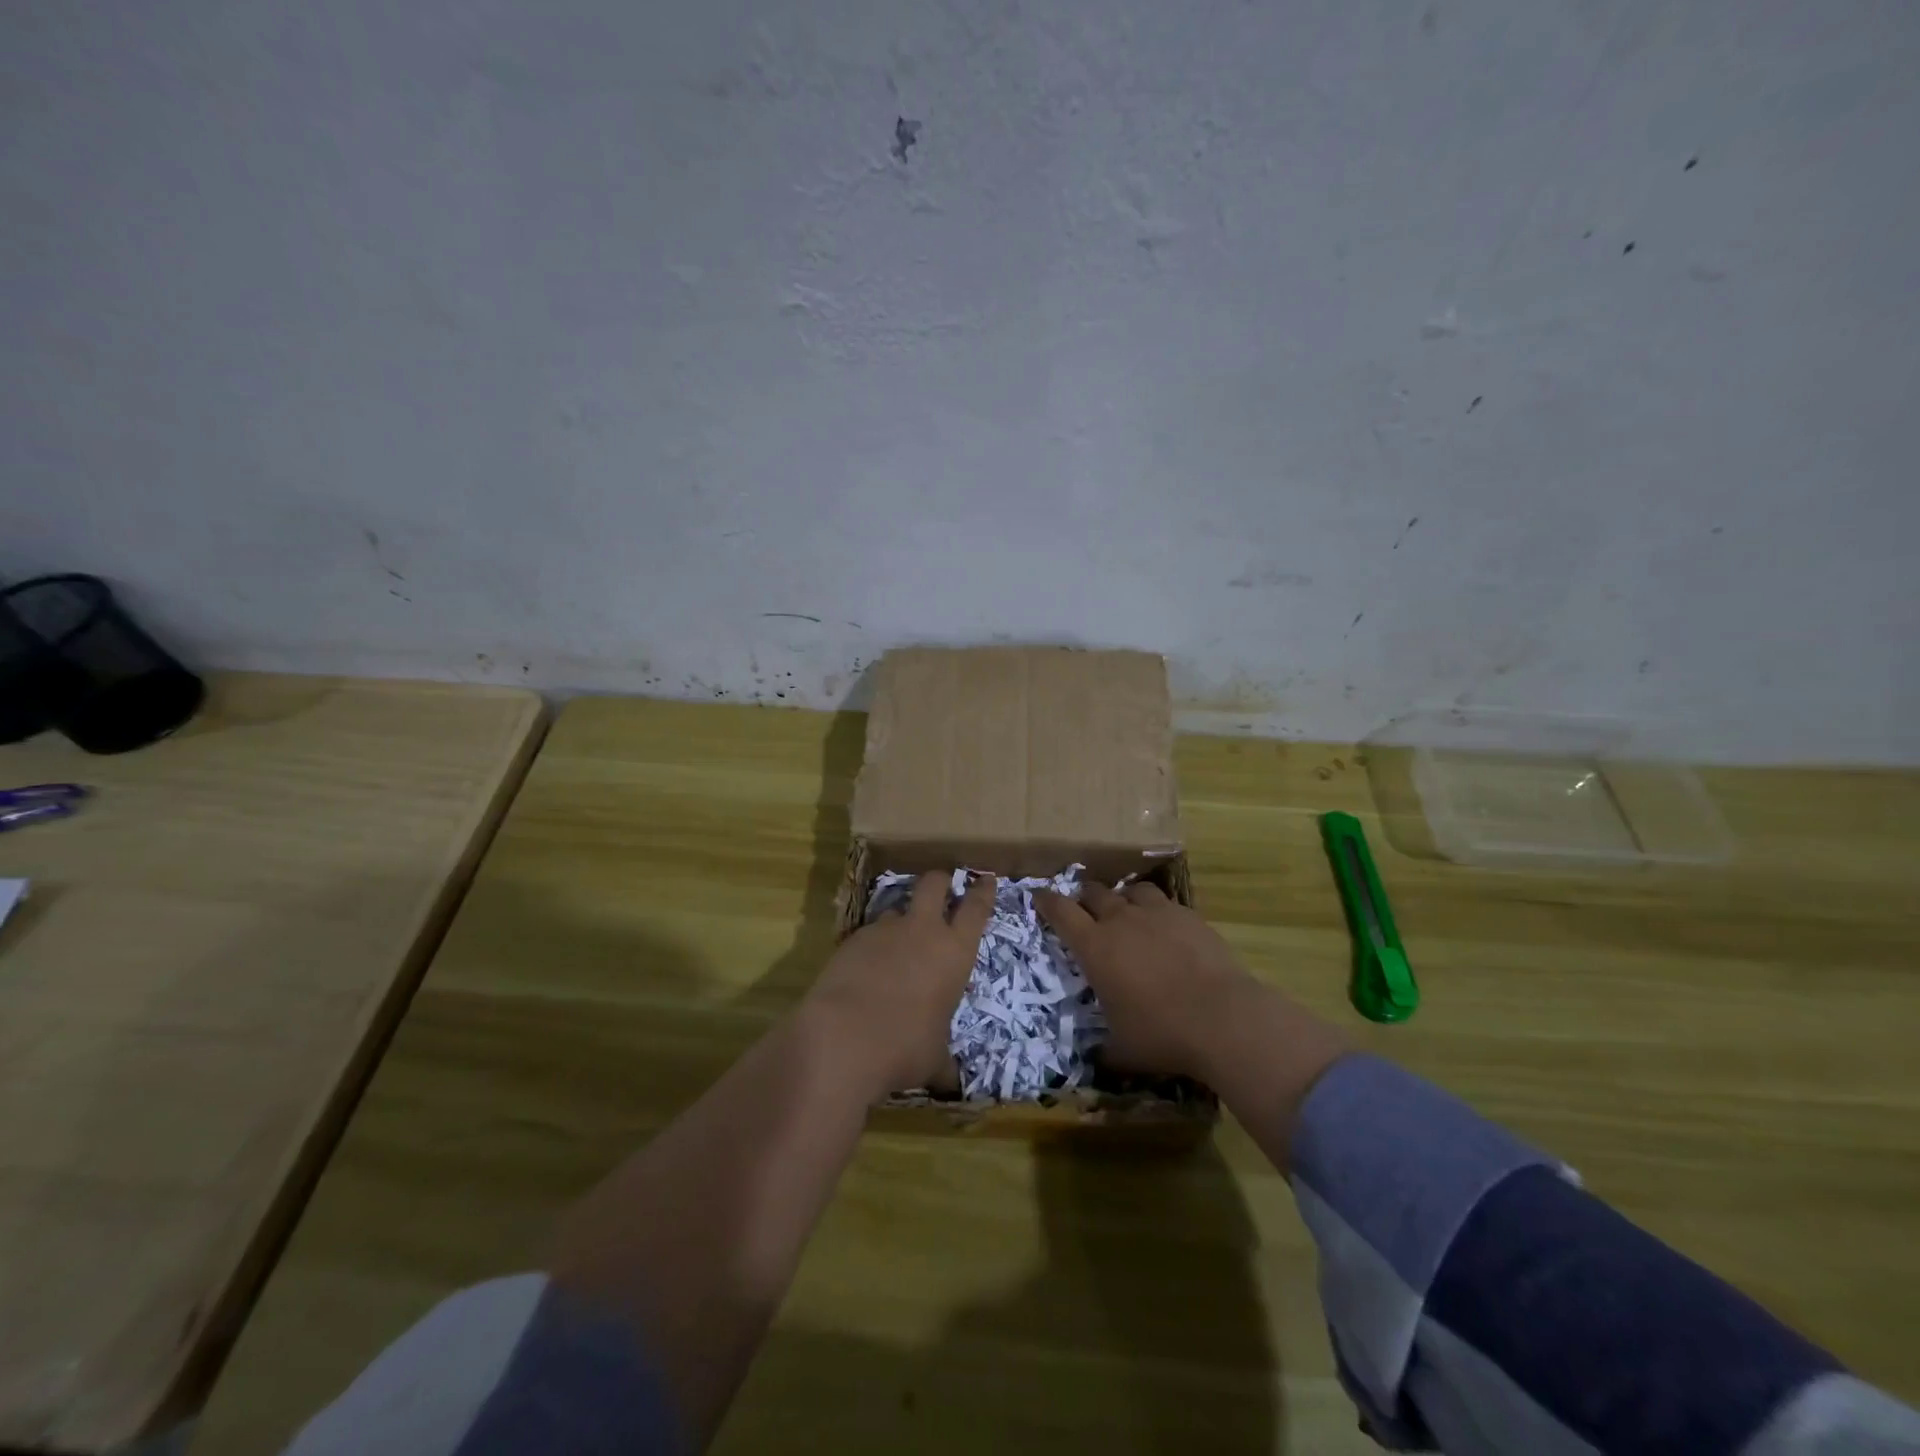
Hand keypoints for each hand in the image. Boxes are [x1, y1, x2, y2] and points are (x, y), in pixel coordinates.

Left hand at [801, 871, 994, 1098]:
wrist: (842, 1038)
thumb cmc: (904, 1048)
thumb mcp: (933, 1059)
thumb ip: (944, 1061)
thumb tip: (950, 1082)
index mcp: (954, 952)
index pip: (976, 909)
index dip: (983, 891)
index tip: (986, 879)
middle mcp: (922, 931)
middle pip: (934, 884)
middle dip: (941, 880)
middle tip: (943, 885)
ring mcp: (884, 931)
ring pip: (897, 908)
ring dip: (902, 919)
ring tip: (897, 942)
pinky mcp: (852, 939)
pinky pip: (869, 933)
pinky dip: (872, 946)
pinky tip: (866, 970)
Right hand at [1034, 881, 1257, 1080]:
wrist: (1223, 1018)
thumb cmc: (1162, 1034)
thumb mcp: (1124, 1051)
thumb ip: (1104, 1052)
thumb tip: (1096, 1061)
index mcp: (1095, 947)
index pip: (1061, 912)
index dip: (1046, 901)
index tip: (1038, 896)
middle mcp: (1121, 920)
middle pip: (1094, 893)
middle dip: (1084, 898)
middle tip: (1084, 909)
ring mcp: (1157, 913)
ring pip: (1130, 890)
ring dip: (1122, 899)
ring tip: (1126, 912)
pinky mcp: (1189, 916)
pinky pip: (1164, 903)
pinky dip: (1157, 911)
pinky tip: (1165, 928)